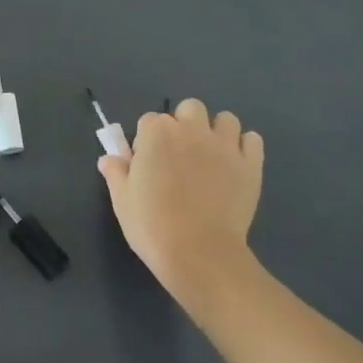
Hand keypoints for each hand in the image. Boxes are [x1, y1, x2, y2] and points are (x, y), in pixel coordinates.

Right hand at [99, 98, 262, 306]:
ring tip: (211, 157)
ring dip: (217, 131)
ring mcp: (224, 145)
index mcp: (156, 133)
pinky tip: (236, 165)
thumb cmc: (153, 225)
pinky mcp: (249, 164)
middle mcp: (191, 129)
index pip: (149, 121)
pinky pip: (252, 140)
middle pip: (189, 108)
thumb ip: (116, 173)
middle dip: (184, 124)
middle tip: (179, 155)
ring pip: (225, 119)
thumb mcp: (122, 200)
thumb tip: (109, 158)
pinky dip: (245, 147)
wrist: (200, 254)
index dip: (147, 141)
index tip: (147, 164)